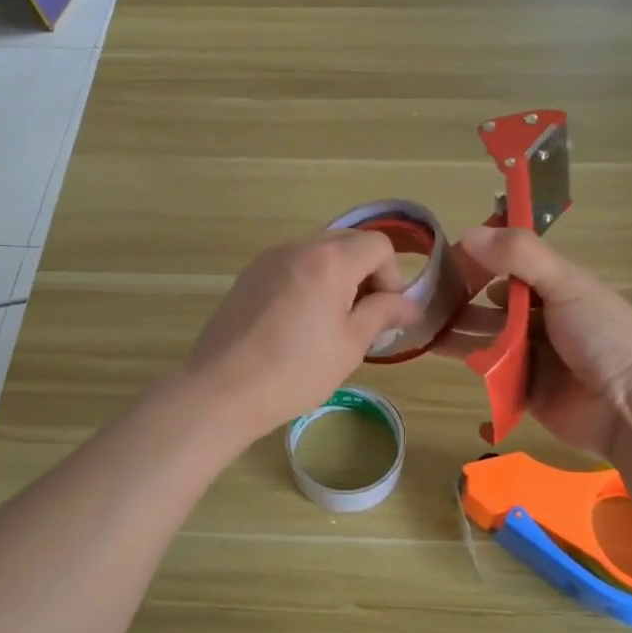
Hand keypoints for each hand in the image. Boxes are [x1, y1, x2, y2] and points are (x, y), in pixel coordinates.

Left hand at [184, 231, 421, 444]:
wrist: (222, 390)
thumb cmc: (295, 371)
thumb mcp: (350, 345)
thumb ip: (382, 314)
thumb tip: (410, 304)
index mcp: (329, 260)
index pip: (379, 245)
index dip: (391, 278)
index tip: (382, 314)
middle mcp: (297, 247)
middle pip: (348, 242)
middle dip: (365, 274)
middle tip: (360, 318)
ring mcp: (268, 259)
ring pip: (318, 253)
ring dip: (336, 278)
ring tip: (328, 324)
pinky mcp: (248, 277)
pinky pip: (292, 267)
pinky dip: (308, 283)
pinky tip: (297, 325)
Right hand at [434, 226, 631, 460]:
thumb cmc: (605, 336)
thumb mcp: (567, 284)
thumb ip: (520, 256)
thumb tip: (467, 234)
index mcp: (556, 287)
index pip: (507, 265)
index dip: (476, 261)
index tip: (440, 262)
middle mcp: (542, 318)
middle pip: (490, 304)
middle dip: (458, 300)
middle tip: (418, 300)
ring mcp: (532, 356)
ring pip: (485, 338)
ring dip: (455, 332)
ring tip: (417, 327)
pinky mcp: (523, 391)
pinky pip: (489, 375)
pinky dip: (467, 365)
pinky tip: (434, 355)